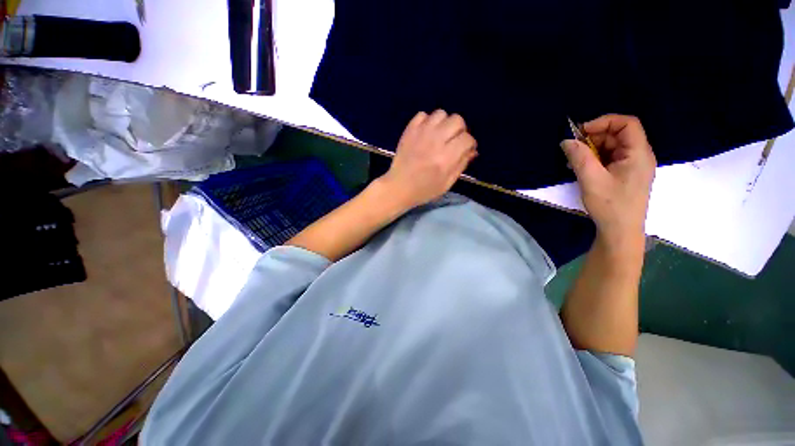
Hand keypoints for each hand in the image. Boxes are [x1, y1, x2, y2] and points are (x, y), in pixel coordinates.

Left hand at [379, 110, 477, 208]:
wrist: (399, 187)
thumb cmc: (424, 190)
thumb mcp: (447, 183)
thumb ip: (461, 165)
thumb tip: (472, 150)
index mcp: (446, 158)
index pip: (467, 139)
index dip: (470, 144)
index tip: (466, 149)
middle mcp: (435, 141)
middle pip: (457, 120)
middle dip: (460, 130)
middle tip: (454, 141)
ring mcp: (421, 133)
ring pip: (441, 114)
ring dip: (444, 123)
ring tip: (440, 135)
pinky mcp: (409, 130)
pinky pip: (423, 115)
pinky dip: (427, 121)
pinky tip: (426, 133)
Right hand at [560, 114, 655, 244]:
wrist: (620, 232)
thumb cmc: (610, 205)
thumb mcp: (591, 179)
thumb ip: (579, 157)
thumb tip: (566, 141)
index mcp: (638, 154)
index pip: (627, 124)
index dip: (604, 122)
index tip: (581, 132)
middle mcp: (639, 156)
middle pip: (618, 135)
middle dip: (594, 138)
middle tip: (573, 149)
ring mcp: (632, 166)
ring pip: (612, 147)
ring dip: (592, 150)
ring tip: (573, 161)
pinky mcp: (625, 175)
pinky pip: (610, 159)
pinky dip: (595, 160)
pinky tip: (581, 168)